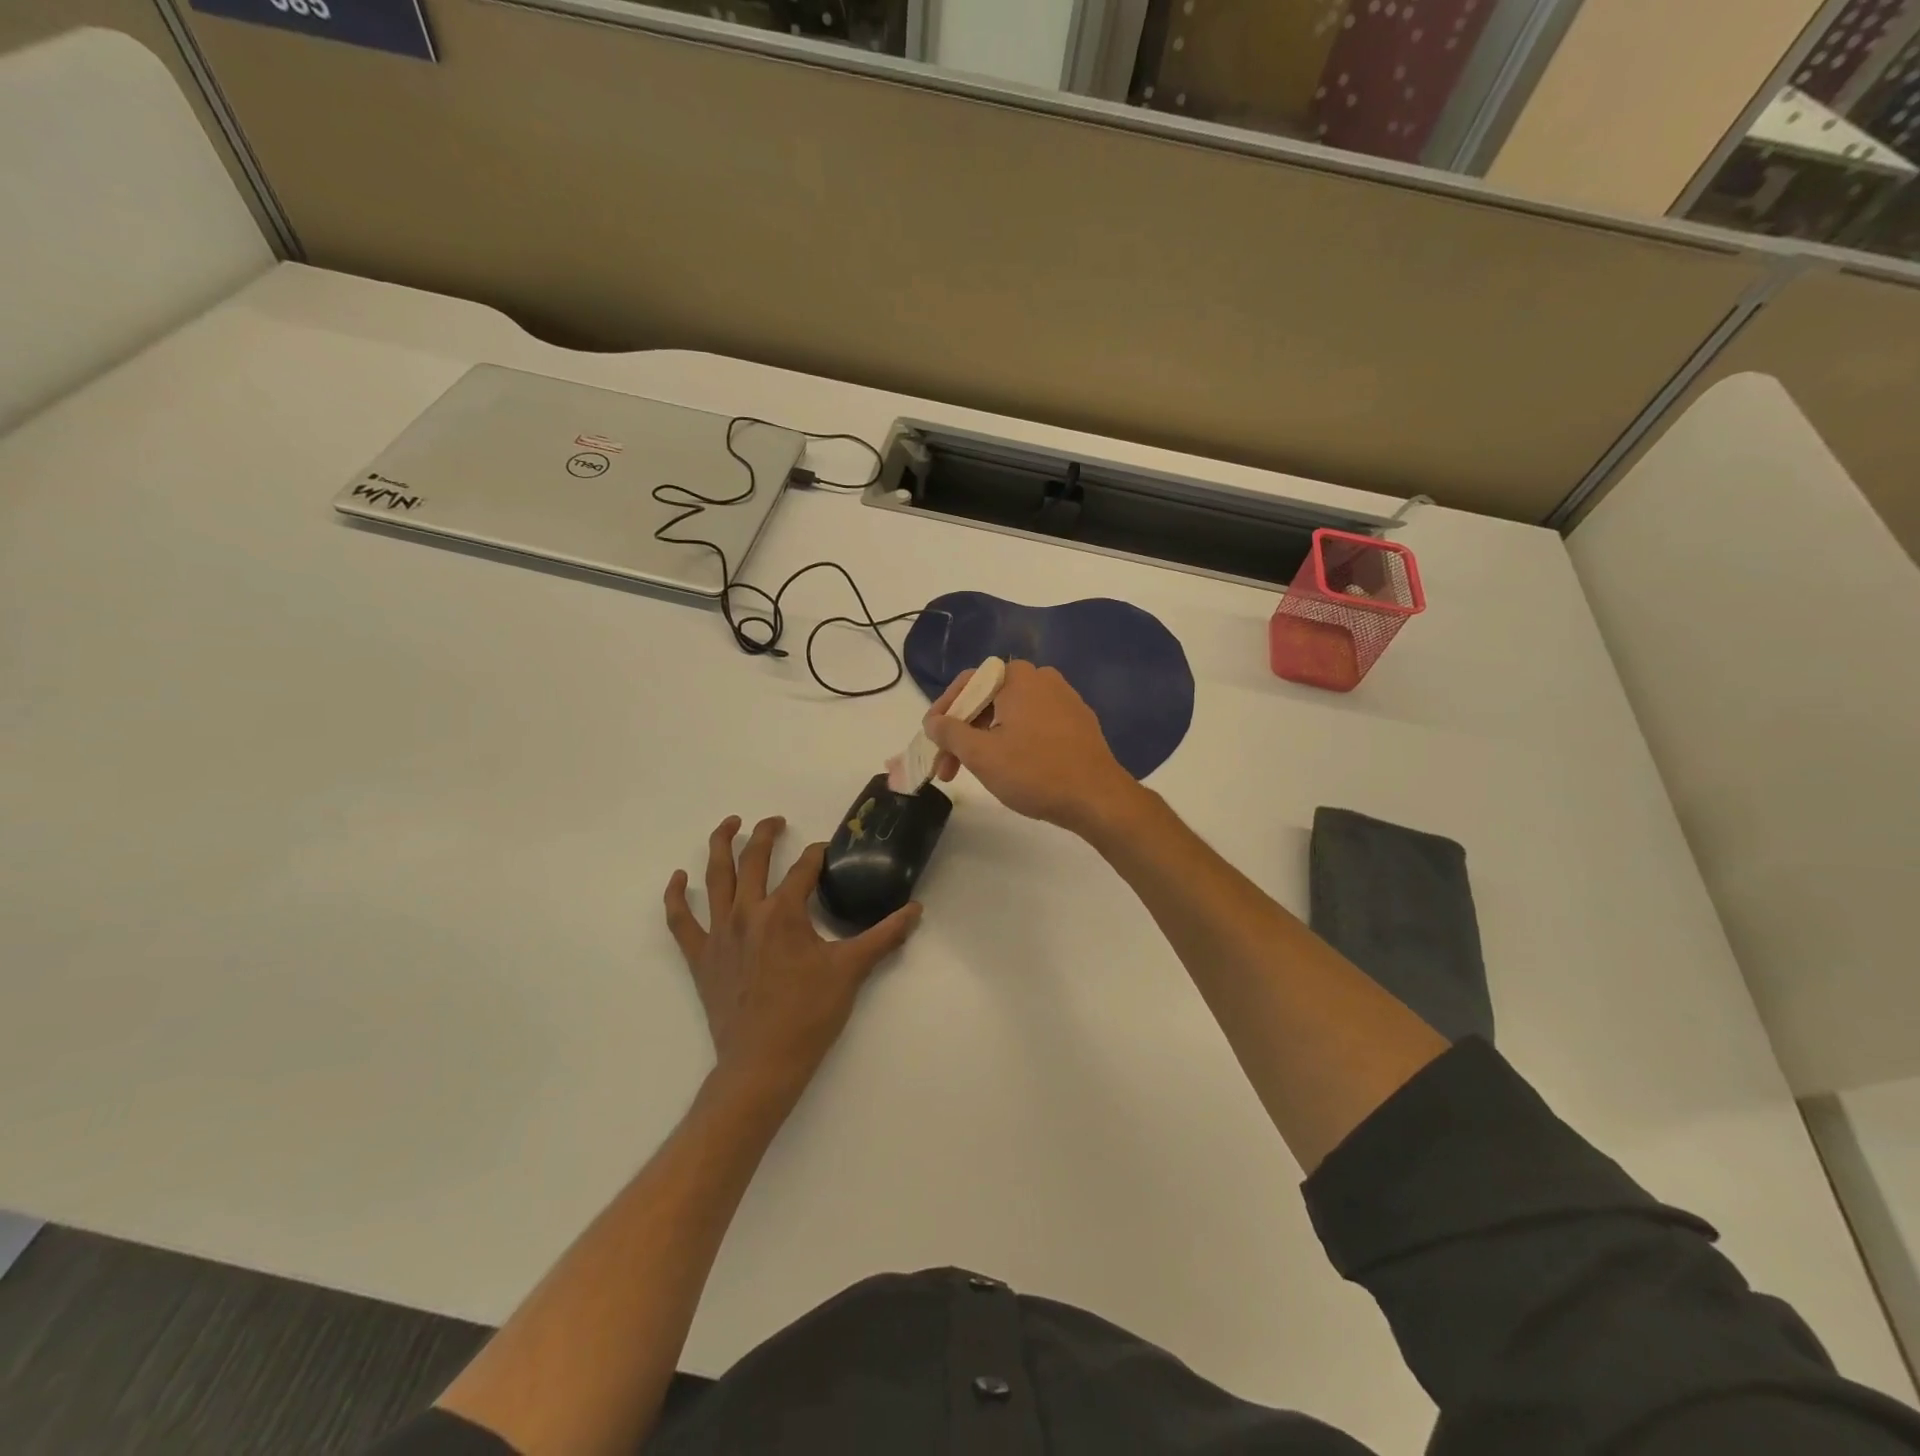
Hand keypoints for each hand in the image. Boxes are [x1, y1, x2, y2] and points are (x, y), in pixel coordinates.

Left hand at [664, 815, 920, 1103]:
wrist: (763, 1063)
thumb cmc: (809, 1014)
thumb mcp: (852, 970)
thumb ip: (885, 935)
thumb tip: (916, 910)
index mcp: (784, 912)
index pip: (804, 868)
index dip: (818, 855)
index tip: (828, 853)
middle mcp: (747, 912)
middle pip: (754, 859)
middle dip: (766, 833)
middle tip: (777, 821)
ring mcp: (719, 933)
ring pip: (715, 877)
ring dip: (721, 845)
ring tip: (730, 824)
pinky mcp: (700, 956)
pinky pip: (681, 920)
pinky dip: (677, 896)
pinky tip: (679, 878)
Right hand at [923, 660, 1141, 835]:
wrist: (1098, 799)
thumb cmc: (1034, 772)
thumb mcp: (981, 754)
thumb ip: (950, 732)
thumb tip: (933, 721)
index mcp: (1018, 677)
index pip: (968, 683)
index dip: (943, 710)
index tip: (930, 738)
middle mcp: (1043, 679)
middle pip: (989, 699)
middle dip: (963, 732)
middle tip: (946, 766)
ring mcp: (1065, 701)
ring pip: (1011, 714)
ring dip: (986, 739)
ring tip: (972, 771)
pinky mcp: (1078, 724)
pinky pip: (1034, 724)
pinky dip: (1013, 741)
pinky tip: (1008, 768)